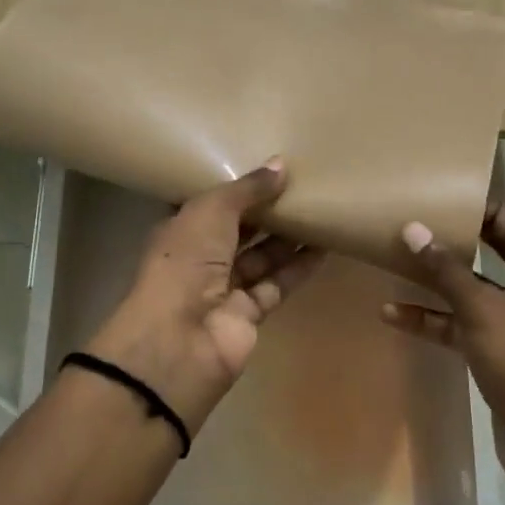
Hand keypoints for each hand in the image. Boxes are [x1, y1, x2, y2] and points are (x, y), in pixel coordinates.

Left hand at [87, 160, 323, 432]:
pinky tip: (325, 246)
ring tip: (321, 208)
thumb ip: (248, 188)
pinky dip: (299, 267)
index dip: (237, 186)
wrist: (179, 340)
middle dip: (267, 210)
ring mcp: (224, 288)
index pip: (211, 204)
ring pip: (261, 256)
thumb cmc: (185, 262)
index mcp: (180, 229)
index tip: (268, 166)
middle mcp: (200, 257)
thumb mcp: (211, 211)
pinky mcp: (250, 314)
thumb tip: (281, 164)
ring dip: (288, 237)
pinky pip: (278, 283)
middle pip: (239, 229)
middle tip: (304, 184)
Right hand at [384, 197, 504, 504]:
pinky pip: (463, 324)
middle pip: (487, 248)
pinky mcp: (502, 353)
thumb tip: (412, 227)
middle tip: (402, 217)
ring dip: (434, 280)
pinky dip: (433, 318)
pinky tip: (392, 313)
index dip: (468, 202)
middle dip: (447, 237)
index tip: (425, 190)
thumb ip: (446, 269)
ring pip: (471, 288)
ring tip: (389, 258)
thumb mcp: (485, 311)